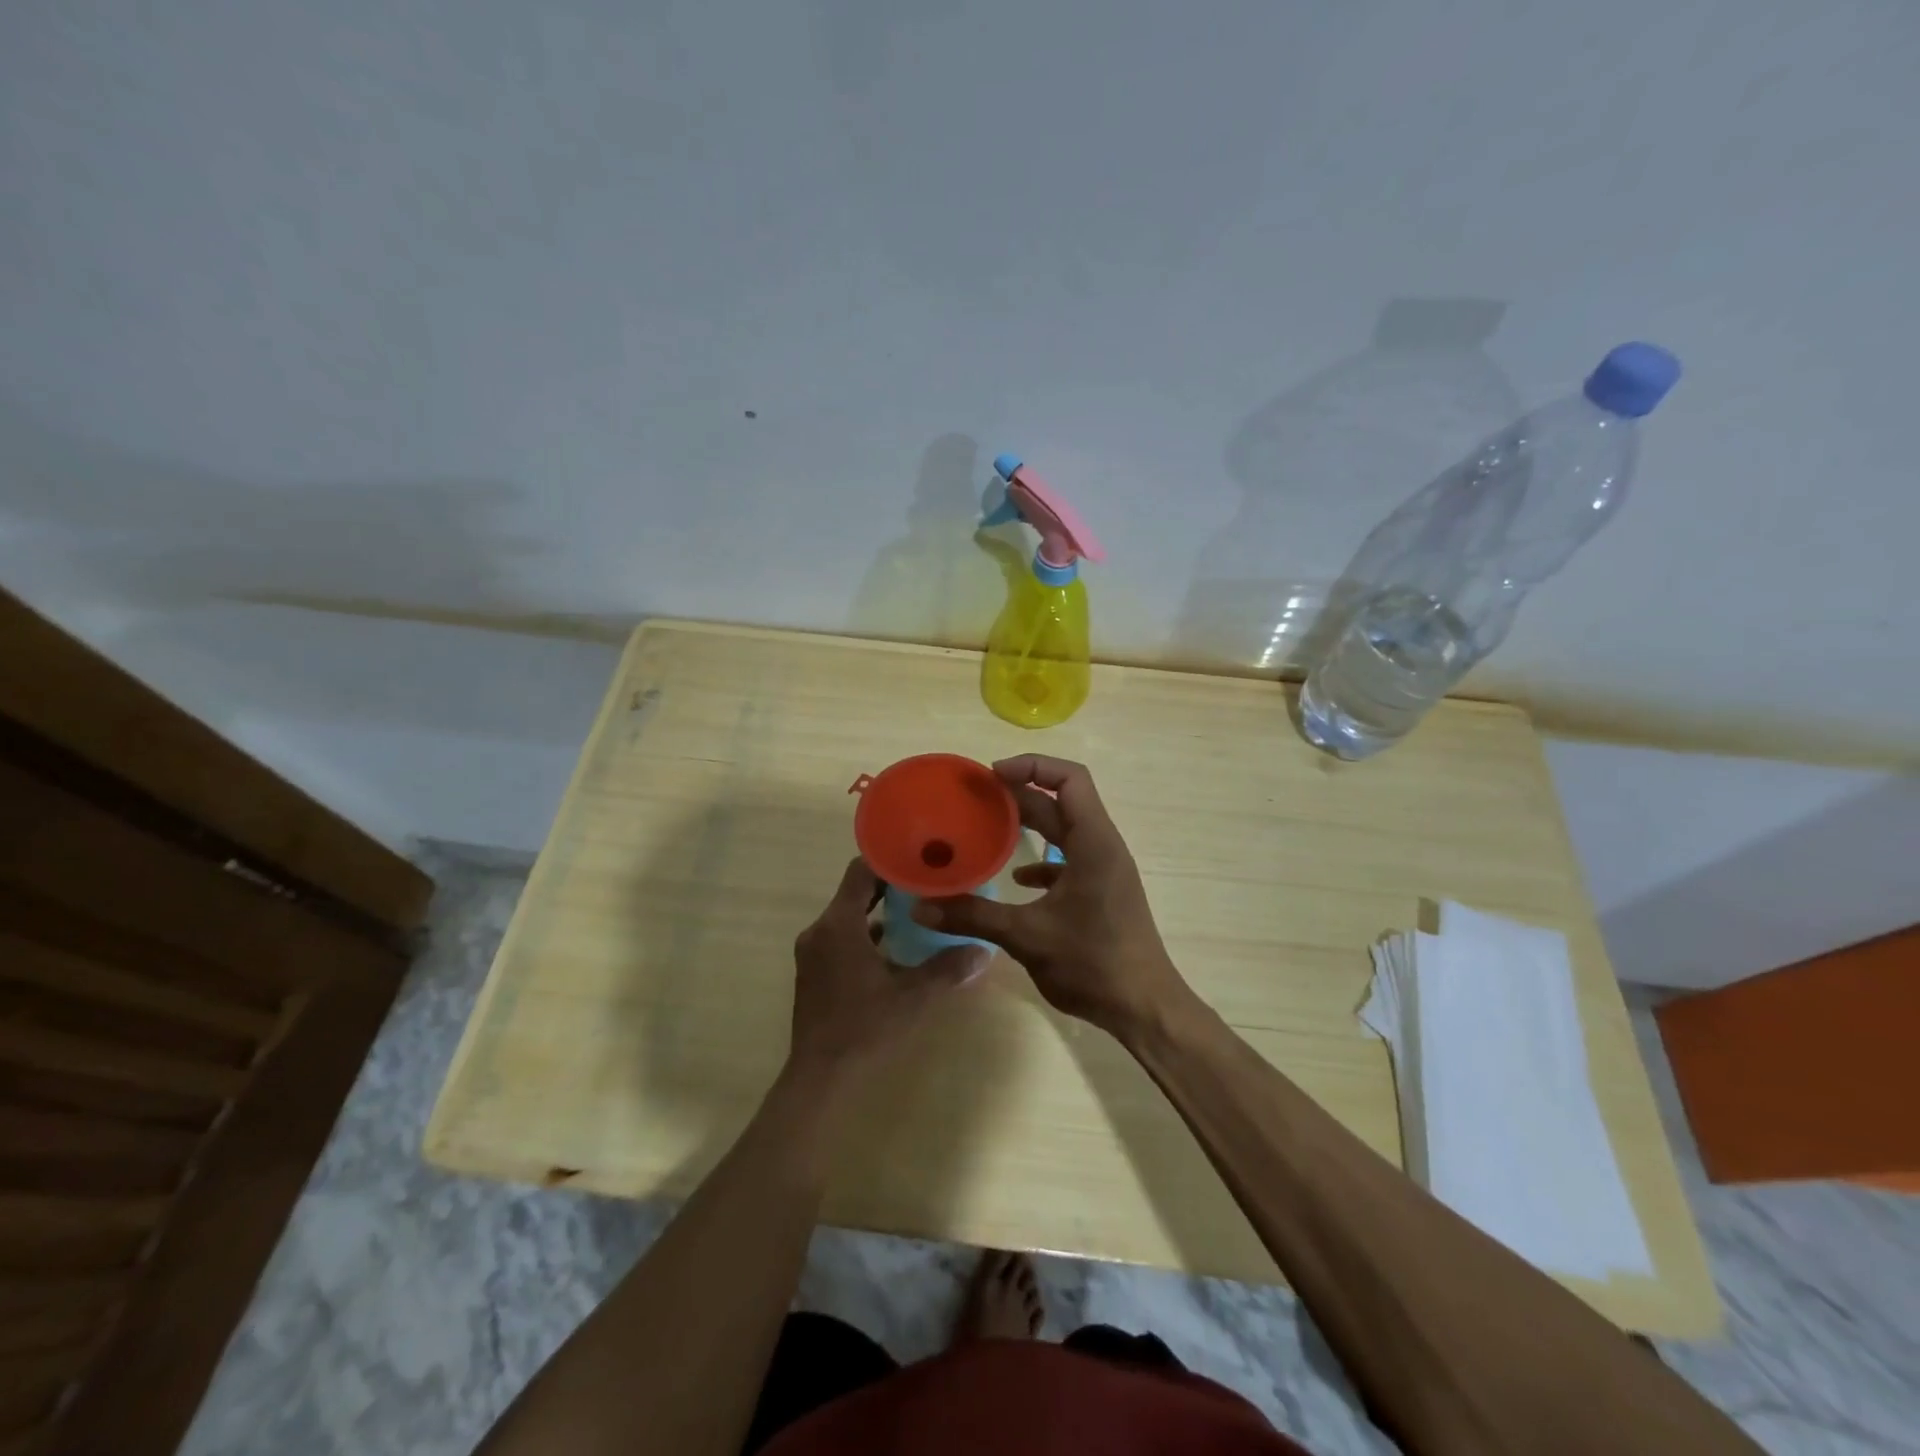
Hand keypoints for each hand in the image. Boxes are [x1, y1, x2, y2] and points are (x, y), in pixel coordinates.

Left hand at [785, 858, 988, 1099]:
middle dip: (889, 885)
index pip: (860, 870)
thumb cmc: (864, 1028)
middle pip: (854, 891)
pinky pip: (840, 936)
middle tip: (926, 883)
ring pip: (847, 915)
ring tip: (916, 911)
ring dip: (877, 911)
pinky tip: (893, 948)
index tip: (919, 859)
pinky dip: (864, 933)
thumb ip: (947, 969)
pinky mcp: (812, 971)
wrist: (819, 1076)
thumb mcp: (912, 997)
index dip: (888, 860)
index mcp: (839, 925)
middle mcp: (820, 930)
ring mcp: (812, 951)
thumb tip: (984, 951)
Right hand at [911, 756, 1190, 1041]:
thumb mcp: (1026, 936)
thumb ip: (973, 916)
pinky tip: (1016, 880)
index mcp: (1093, 842)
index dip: (1032, 766)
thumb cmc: (1092, 963)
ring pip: (1065, 831)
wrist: (1144, 1007)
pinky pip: (1069, 860)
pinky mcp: (1101, 892)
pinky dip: (1042, 861)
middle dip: (1019, 795)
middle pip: (1061, 802)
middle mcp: (1102, 846)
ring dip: (1030, 825)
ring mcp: (1104, 870)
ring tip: (988, 827)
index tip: (992, 776)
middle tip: (975, 798)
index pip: (1069, 779)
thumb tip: (922, 906)